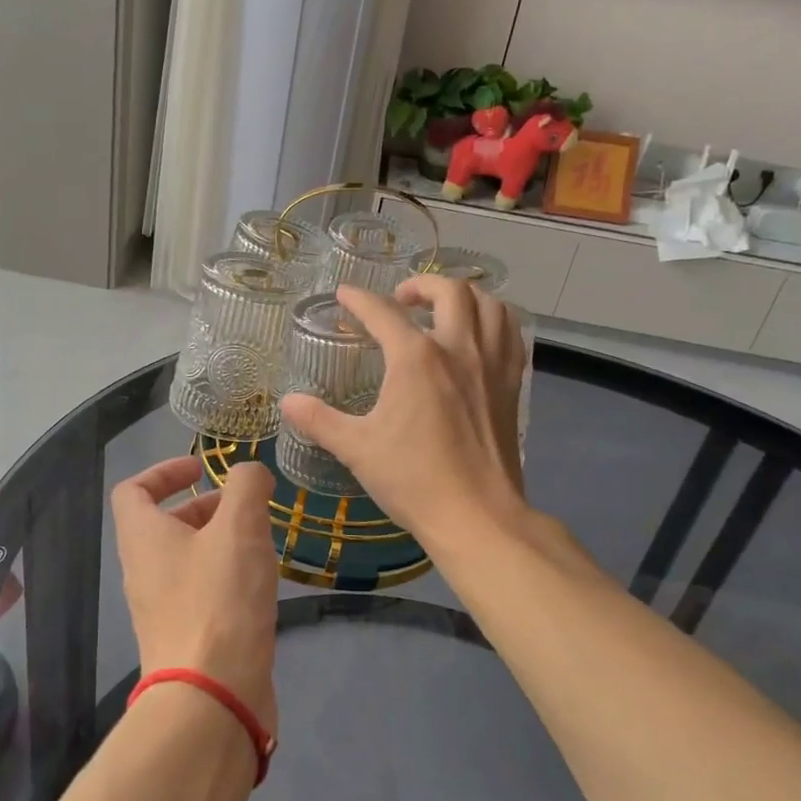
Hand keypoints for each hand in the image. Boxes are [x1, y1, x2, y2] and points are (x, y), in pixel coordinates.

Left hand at [111, 456, 278, 732]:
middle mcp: (143, 570)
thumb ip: (246, 487)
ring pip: (184, 558)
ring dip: (218, 541)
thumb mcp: (240, 527)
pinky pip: (199, 591)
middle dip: (203, 506)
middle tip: (243, 507)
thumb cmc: (219, 599)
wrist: (211, 697)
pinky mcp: (183, 638)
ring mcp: (160, 608)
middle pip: (163, 523)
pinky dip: (224, 576)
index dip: (163, 471)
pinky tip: (258, 584)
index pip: (133, 490)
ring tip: (260, 541)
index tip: (201, 469)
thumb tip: (250, 473)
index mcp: (143, 537)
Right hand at [279, 276, 527, 551]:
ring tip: (444, 309)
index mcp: (416, 359)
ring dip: (464, 296)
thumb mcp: (357, 449)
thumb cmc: (413, 480)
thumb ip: (319, 420)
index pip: (382, 313)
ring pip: (489, 305)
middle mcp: (458, 349)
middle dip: (421, 285)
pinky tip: (480, 336)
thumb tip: (288, 402)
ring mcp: (491, 365)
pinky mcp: (512, 386)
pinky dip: (495, 321)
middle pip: (449, 291)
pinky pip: (510, 335)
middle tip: (401, 300)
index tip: (344, 295)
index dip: (359, 299)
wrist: (476, 515)